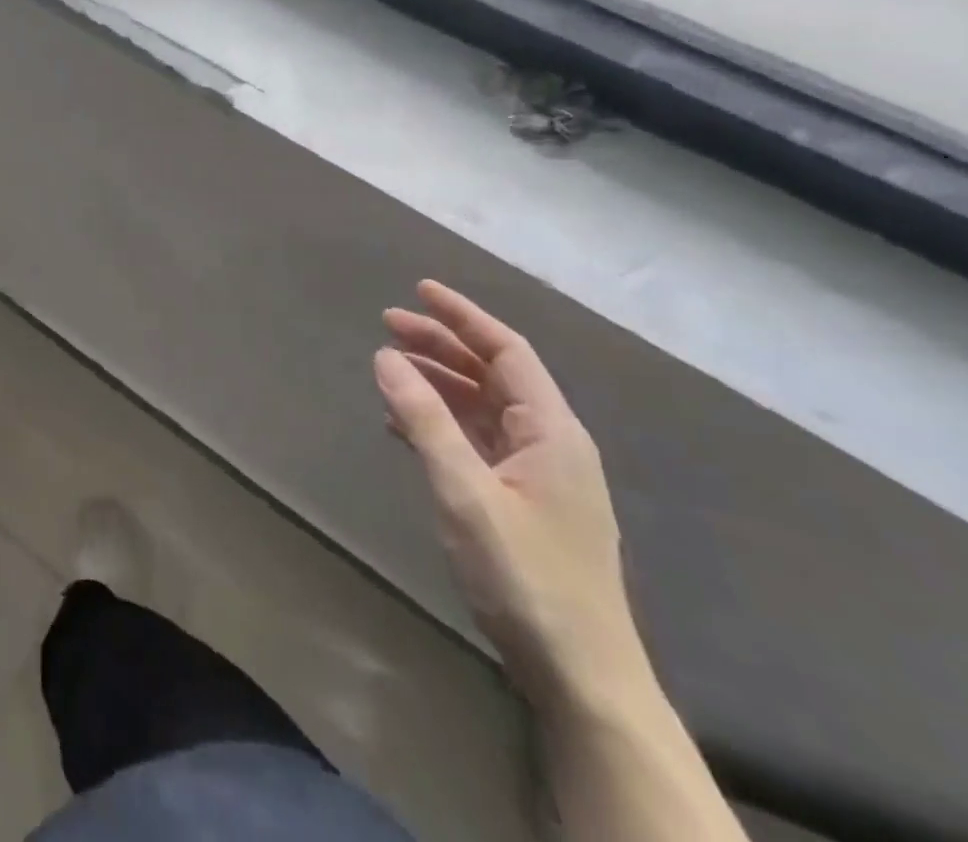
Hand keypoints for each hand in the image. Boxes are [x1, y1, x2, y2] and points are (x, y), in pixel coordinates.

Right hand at [374, 282, 641, 704]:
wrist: (581, 677)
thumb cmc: (526, 576)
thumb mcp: (466, 492)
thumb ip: (424, 420)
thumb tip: (385, 356)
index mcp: (552, 430)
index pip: (506, 350)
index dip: (462, 316)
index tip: (418, 290)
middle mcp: (552, 442)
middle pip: (493, 374)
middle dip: (442, 345)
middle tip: (387, 324)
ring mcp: (540, 474)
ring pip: (484, 407)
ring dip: (439, 381)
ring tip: (390, 367)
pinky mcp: (524, 502)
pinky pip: (479, 441)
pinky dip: (442, 421)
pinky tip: (406, 425)